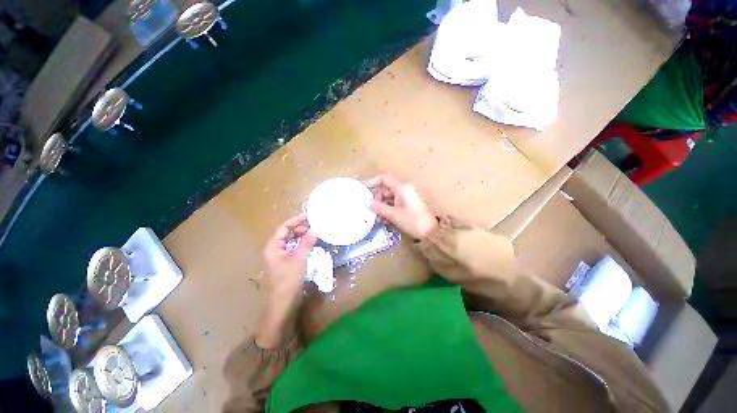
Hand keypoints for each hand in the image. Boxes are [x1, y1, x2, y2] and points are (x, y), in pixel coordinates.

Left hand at [262, 213, 317, 304]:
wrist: (283, 305)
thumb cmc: (288, 280)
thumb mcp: (299, 259)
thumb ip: (307, 242)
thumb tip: (315, 229)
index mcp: (273, 247)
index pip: (284, 227)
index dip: (296, 220)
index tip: (310, 216)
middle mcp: (274, 250)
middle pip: (287, 234)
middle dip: (300, 229)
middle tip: (315, 227)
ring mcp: (279, 258)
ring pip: (291, 242)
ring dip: (302, 237)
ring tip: (315, 235)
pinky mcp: (285, 264)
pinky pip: (294, 250)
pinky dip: (302, 246)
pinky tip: (312, 246)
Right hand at [365, 175, 437, 239]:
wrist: (430, 232)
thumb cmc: (412, 221)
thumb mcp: (393, 215)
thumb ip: (379, 207)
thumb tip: (367, 203)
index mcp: (401, 188)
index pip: (383, 179)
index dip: (372, 182)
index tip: (362, 189)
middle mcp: (403, 190)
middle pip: (385, 189)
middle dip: (376, 198)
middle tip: (369, 208)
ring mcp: (405, 197)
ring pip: (388, 197)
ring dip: (381, 206)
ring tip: (375, 217)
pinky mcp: (407, 205)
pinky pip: (393, 203)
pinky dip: (387, 209)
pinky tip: (382, 219)